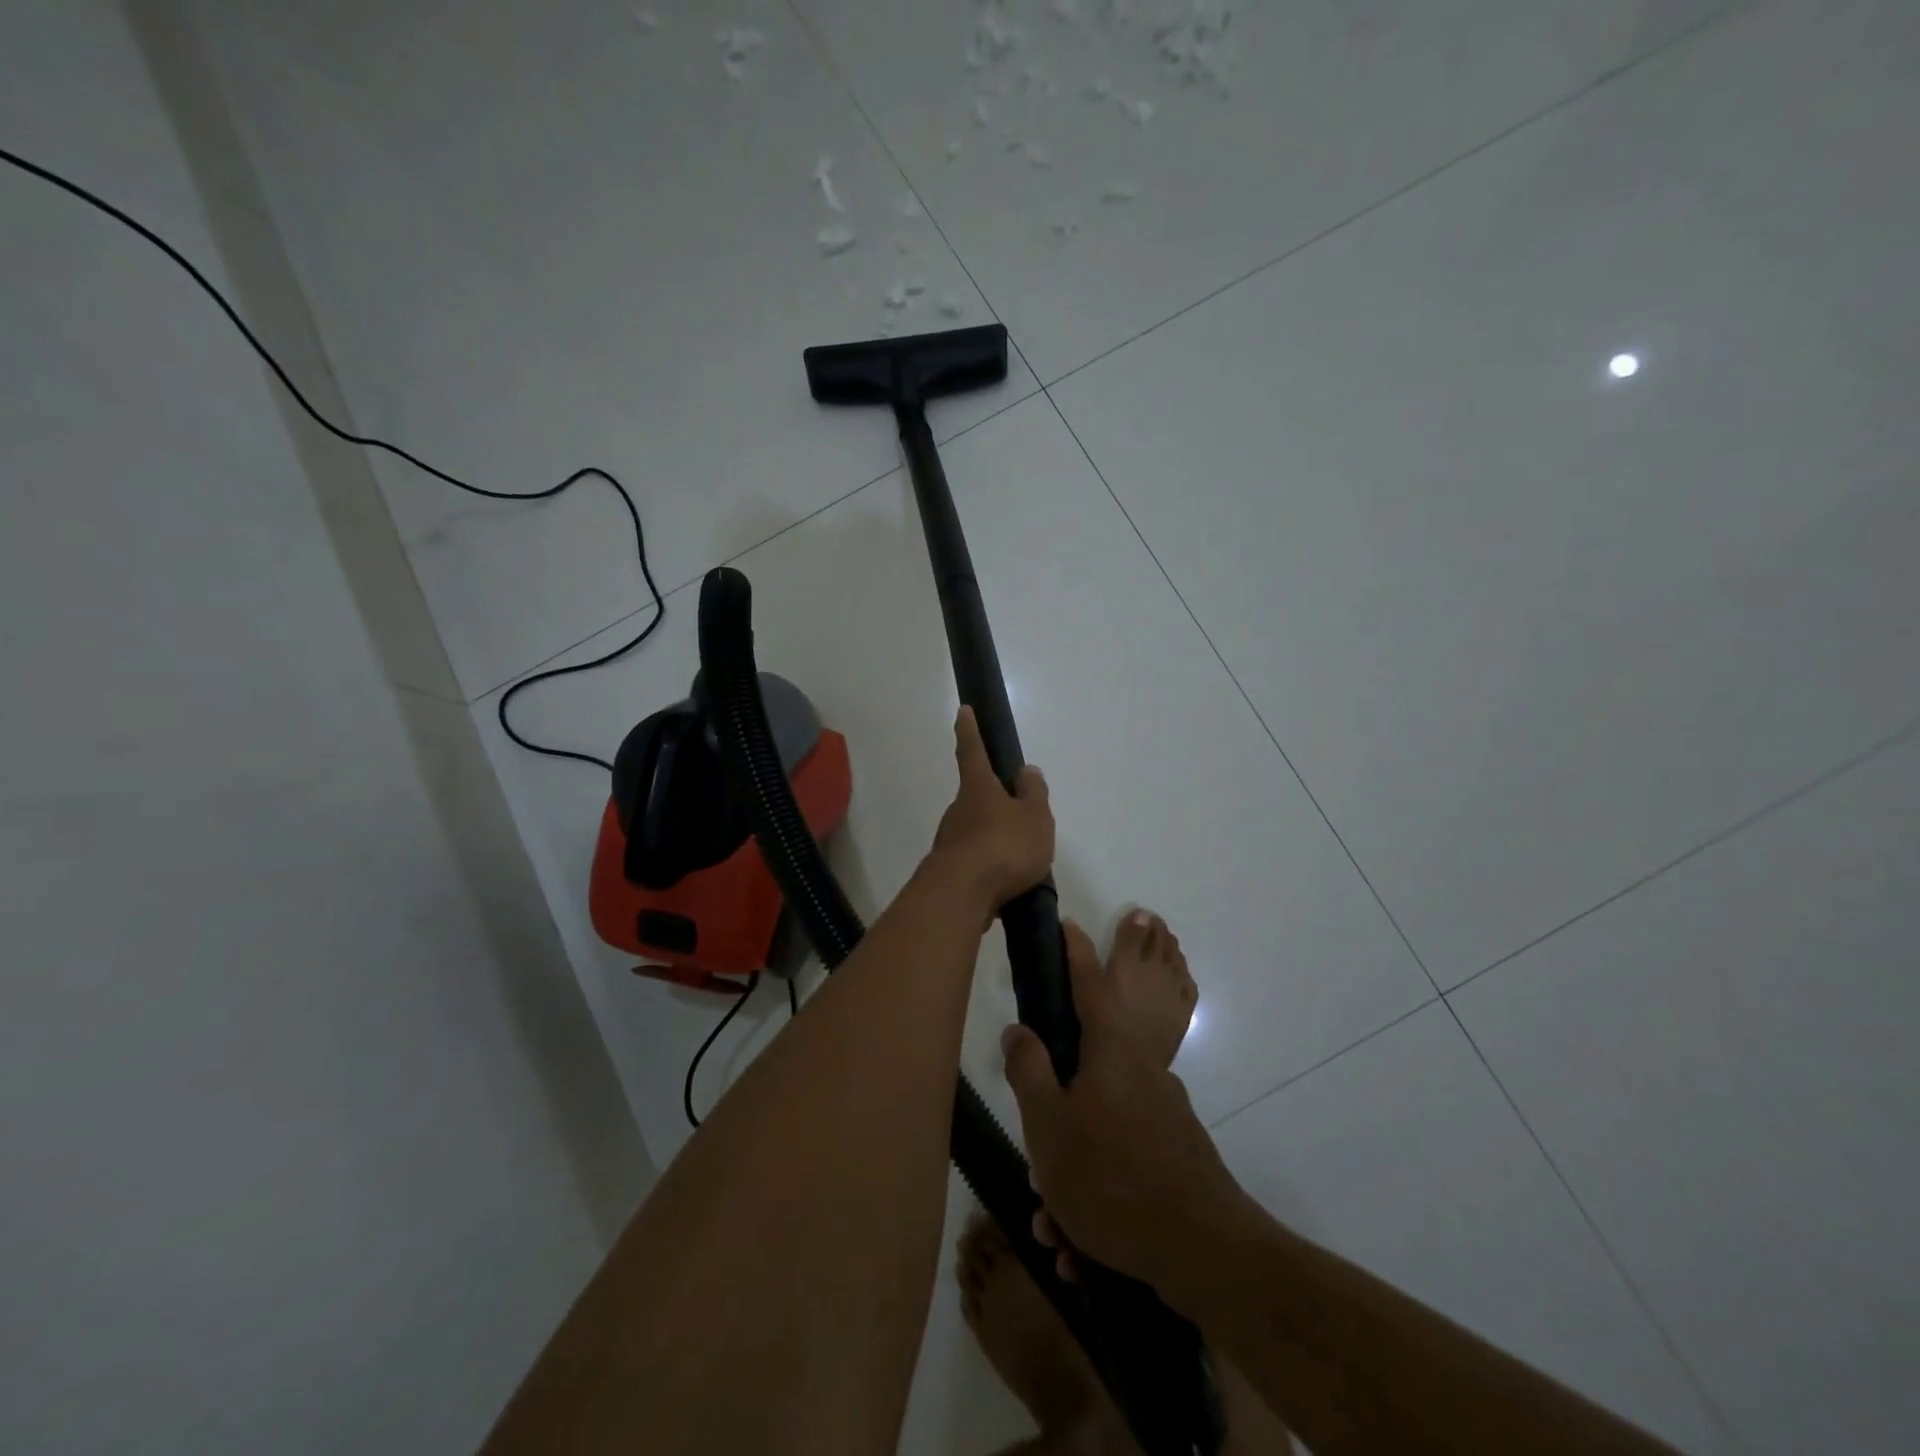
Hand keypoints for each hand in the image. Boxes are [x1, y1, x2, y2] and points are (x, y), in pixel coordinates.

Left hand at [929, 707, 1053, 910]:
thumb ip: (1034, 794)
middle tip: (1021, 819)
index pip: (972, 751)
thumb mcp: (1034, 817)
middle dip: (995, 804)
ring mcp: (950, 841)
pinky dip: (990, 869)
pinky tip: (1007, 886)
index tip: (963, 710)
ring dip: (995, 840)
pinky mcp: (949, 872)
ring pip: (976, 833)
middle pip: (976, 798)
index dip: (969, 730)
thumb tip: (1026, 771)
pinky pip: (975, 863)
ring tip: (1023, 862)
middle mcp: (958, 810)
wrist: (961, 895)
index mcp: (978, 788)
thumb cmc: (1003, 846)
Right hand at [1001, 921, 1250, 1291]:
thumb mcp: (1048, 1125)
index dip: (1075, 954)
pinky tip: (1083, 1245)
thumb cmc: (1111, 1175)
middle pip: (1089, 1070)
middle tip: (1039, 1164)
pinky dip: (1100, 1194)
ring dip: (1074, 1170)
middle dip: (1058, 1109)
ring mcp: (1165, 1112)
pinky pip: (1125, 1161)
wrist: (1203, 1248)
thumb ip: (1029, 1071)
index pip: (1088, 986)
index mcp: (1111, 1052)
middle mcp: (1143, 1072)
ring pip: (1103, 1126)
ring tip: (1057, 1225)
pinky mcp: (1178, 1151)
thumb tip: (1017, 1029)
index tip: (1067, 923)